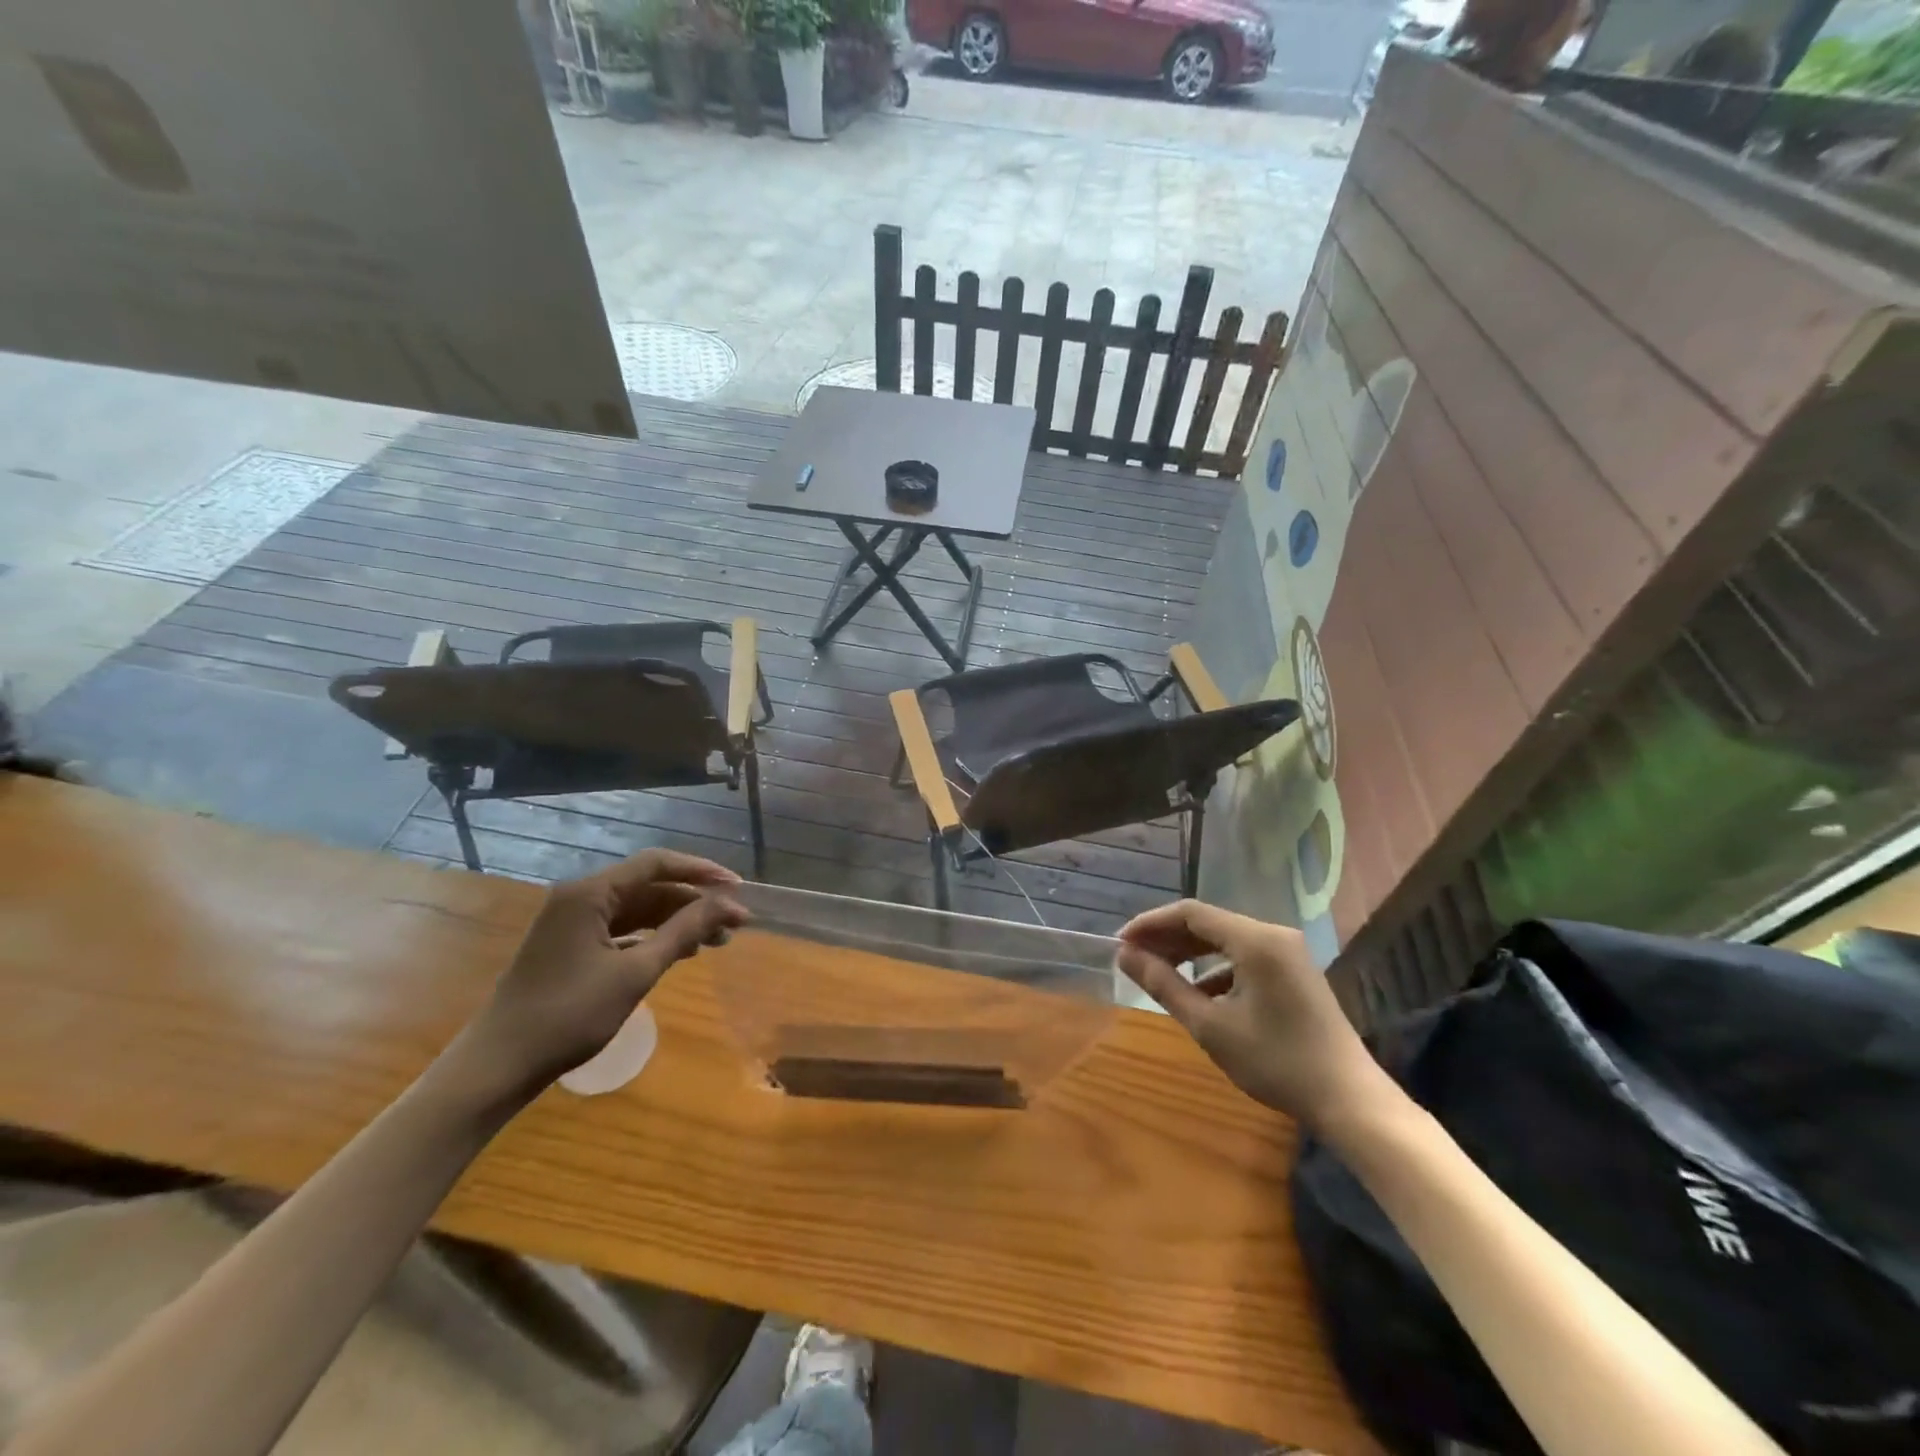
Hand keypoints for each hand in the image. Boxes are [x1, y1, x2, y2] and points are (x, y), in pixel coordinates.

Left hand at [461, 850, 748, 1099]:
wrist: (498, 1066)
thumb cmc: (569, 1015)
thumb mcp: (635, 973)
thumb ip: (684, 932)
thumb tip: (729, 904)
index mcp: (589, 893)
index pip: (656, 864)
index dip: (701, 872)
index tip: (737, 889)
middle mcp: (580, 898)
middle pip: (649, 886)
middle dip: (694, 902)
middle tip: (734, 923)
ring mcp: (573, 922)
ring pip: (638, 909)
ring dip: (677, 921)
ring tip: (716, 941)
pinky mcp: (571, 946)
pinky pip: (622, 929)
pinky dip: (653, 937)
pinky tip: (681, 952)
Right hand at [1116, 899, 1391, 1131]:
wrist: (1349, 1100)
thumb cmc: (1275, 1062)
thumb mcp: (1210, 1026)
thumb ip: (1164, 984)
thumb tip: (1125, 956)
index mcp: (1255, 940)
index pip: (1190, 913)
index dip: (1150, 923)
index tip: (1120, 943)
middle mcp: (1273, 934)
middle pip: (1207, 922)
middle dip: (1167, 938)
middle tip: (1133, 958)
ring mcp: (1287, 952)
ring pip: (1225, 939)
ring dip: (1189, 952)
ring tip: (1157, 973)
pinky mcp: (1293, 971)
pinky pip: (1243, 956)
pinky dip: (1214, 967)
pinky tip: (1198, 993)